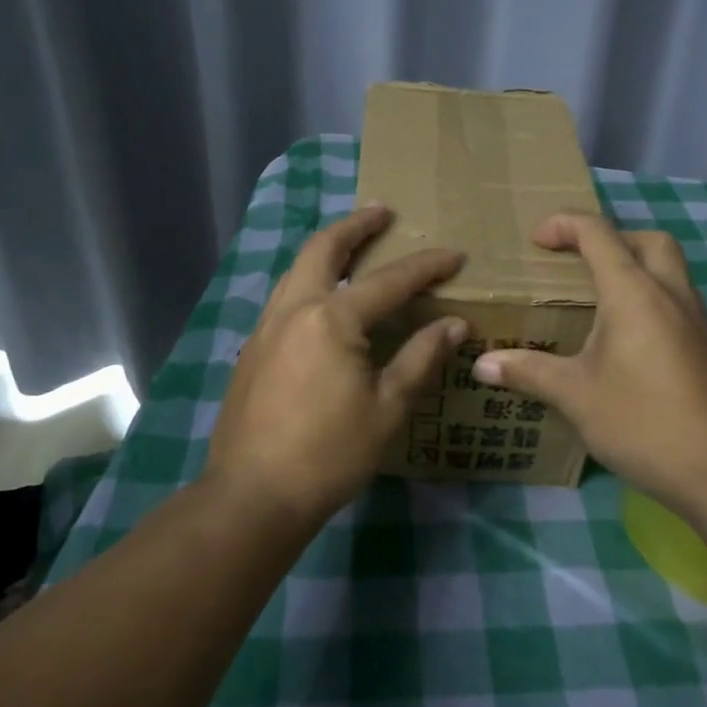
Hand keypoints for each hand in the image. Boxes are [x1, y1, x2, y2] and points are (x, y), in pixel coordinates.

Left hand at [204, 203, 466, 522]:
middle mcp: (294, 309)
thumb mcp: (387, 408)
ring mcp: (266, 327)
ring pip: (296, 269)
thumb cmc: (329, 454)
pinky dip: (308, 278)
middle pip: (323, 249)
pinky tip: (321, 297)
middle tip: (381, 211)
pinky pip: (284, 295)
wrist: (253, 495)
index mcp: (331, 319)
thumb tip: (454, 324)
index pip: (389, 281)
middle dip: (355, 226)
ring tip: (351, 242)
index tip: (454, 255)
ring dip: (326, 248)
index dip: (425, 267)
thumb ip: (420, 358)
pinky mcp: (252, 349)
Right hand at [470, 212, 706, 518]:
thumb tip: (481, 366)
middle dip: (610, 238)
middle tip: (577, 263)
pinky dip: (650, 298)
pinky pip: (677, 299)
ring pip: (669, 269)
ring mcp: (697, 320)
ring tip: (597, 300)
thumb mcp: (575, 396)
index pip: (599, 234)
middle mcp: (670, 294)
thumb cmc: (642, 422)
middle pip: (647, 240)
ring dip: (635, 267)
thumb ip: (528, 372)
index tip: (536, 241)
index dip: (564, 225)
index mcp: (634, 293)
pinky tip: (627, 339)